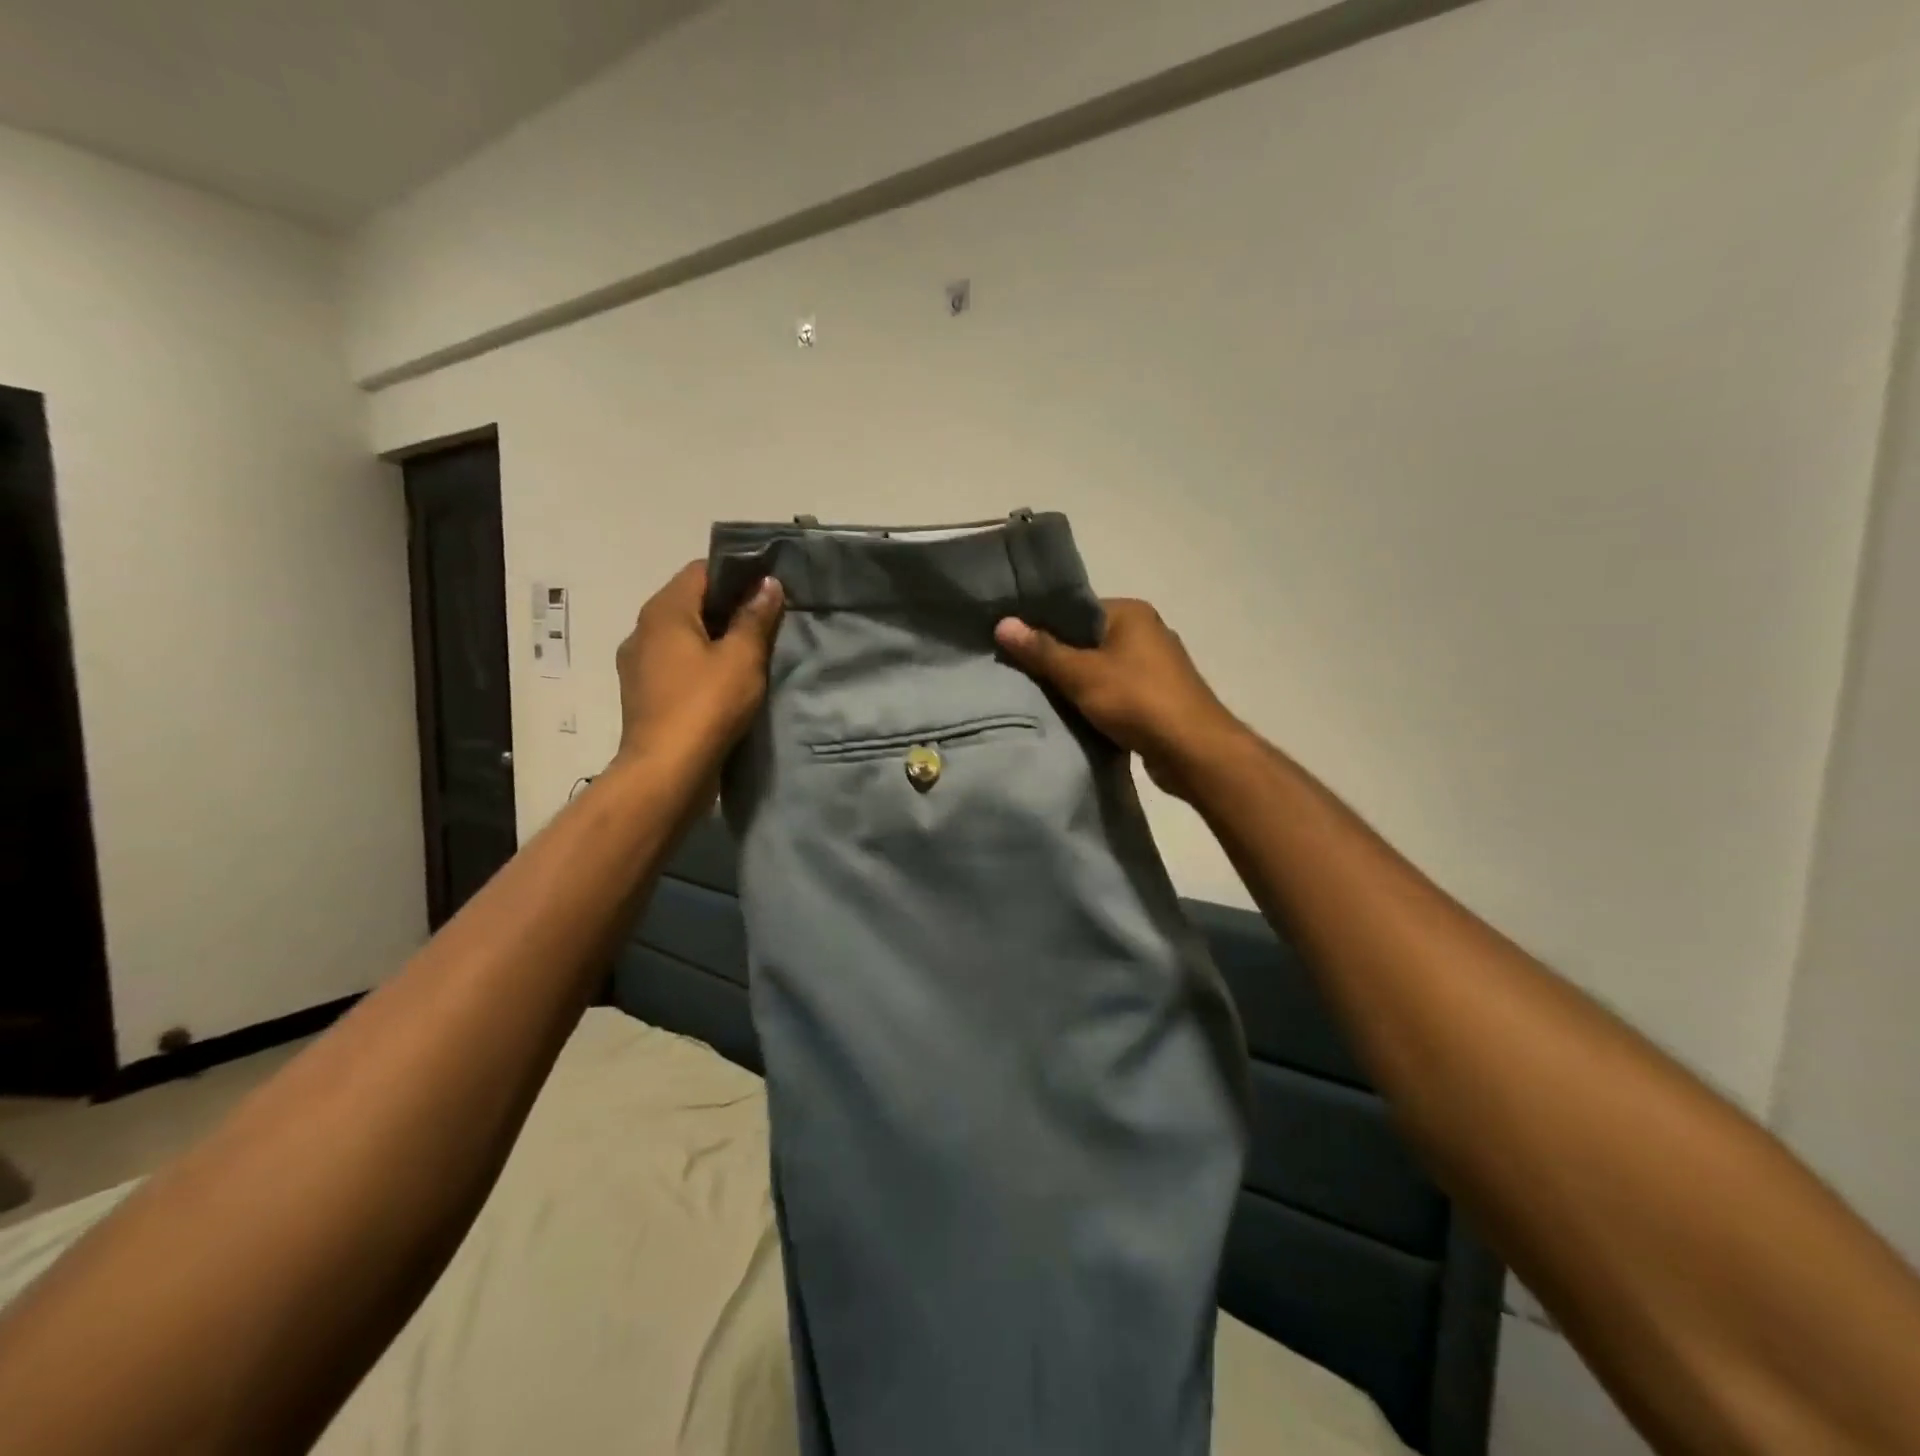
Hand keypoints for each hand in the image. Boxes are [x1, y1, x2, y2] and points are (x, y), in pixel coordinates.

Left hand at [614, 562, 783, 769]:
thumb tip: (767, 584)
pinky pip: (676, 664)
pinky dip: (700, 664)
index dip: (736, 573)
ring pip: (683, 636)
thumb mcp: (742, 657)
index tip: (768, 588)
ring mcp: (638, 664)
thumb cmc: (706, 705)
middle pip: (690, 602)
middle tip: (767, 621)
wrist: (666, 771)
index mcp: (664, 611)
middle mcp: (643, 629)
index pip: (700, 570)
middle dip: (728, 607)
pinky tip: (726, 683)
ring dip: (714, 639)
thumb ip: (755, 617)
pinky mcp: (643, 694)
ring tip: (751, 653)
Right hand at [995, 599, 1243, 799]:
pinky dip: (1097, 702)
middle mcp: (1147, 632)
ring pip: (1102, 669)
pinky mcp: (1159, 697)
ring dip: (1077, 684)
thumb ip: (1042, 650)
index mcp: (1131, 613)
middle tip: (1019, 673)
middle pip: (1088, 639)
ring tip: (1039, 696)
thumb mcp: (1081, 673)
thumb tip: (1003, 623)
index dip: (1044, 625)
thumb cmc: (1136, 700)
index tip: (1013, 643)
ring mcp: (1156, 666)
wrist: (1193, 750)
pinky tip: (1073, 717)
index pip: (1077, 609)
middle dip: (1058, 658)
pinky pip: (1117, 692)